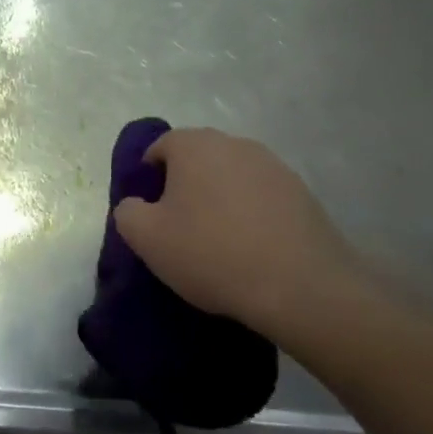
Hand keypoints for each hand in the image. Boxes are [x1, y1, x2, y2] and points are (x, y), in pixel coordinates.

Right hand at [114, 127, 369, 335]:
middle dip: (185, 185)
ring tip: (218, 241)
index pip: (160, 147)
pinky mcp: (305, 195)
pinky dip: (251, 215)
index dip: (148, 177)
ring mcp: (276, 168)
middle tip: (179, 226)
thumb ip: (127, 211)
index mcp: (195, 145)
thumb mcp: (145, 238)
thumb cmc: (211, 253)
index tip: (150, 212)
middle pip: (198, 158)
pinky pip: (263, 198)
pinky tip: (251, 249)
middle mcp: (236, 145)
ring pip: (232, 177)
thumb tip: (136, 204)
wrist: (301, 288)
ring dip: (220, 199)